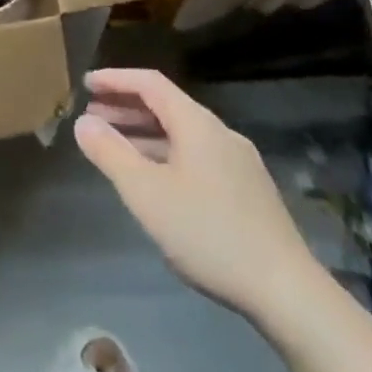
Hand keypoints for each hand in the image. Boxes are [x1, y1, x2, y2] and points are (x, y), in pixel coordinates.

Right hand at [74, 68, 321, 327]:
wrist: (288, 292)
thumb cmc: (209, 233)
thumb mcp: (146, 193)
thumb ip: (110, 153)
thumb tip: (83, 123)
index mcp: (197, 124)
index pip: (150, 83)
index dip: (115, 79)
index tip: (86, 84)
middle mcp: (220, 133)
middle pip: (166, 107)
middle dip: (126, 108)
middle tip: (92, 117)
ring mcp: (239, 163)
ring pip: (182, 135)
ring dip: (144, 135)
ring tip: (114, 148)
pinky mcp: (249, 192)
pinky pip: (197, 157)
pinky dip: (166, 155)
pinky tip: (155, 181)